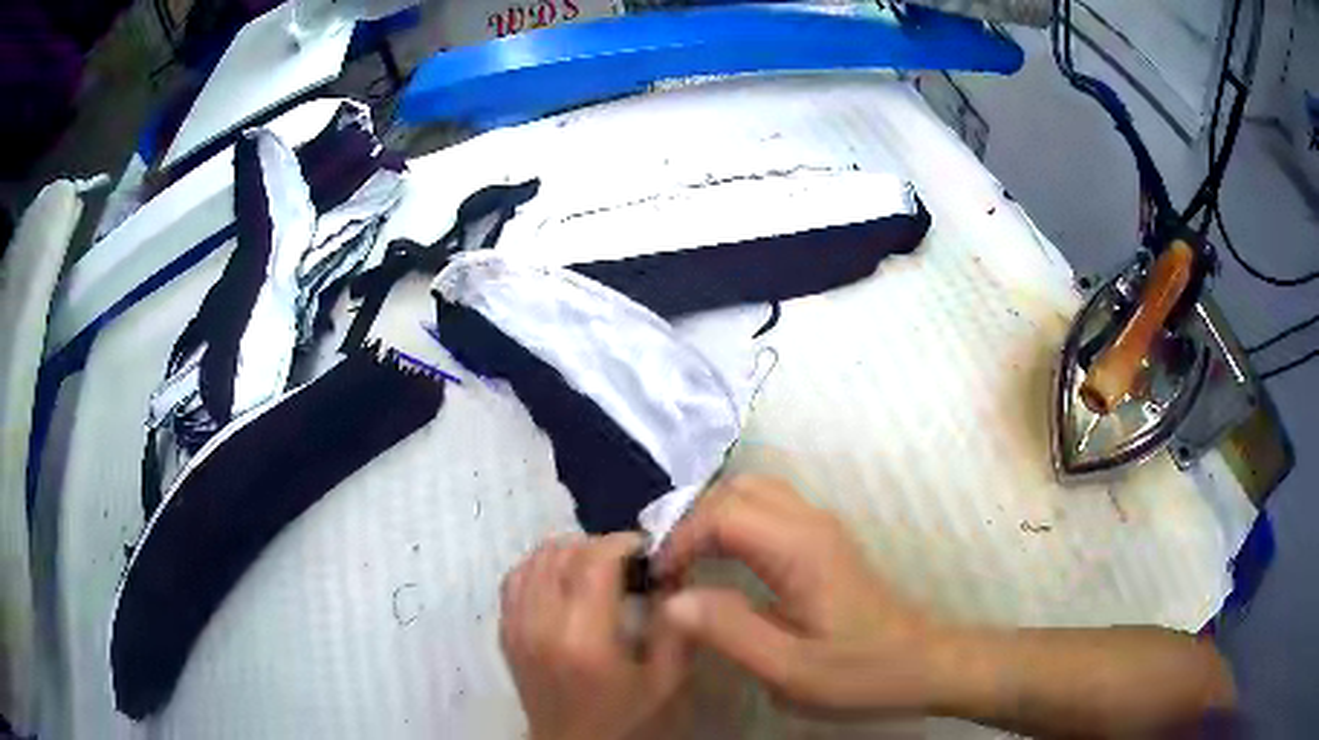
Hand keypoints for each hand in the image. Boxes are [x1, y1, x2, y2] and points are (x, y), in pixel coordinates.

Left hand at [500, 533, 689, 739]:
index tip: (647, 551)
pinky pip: (515, 576)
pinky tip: (564, 579)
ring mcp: (515, 625)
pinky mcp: (504, 629)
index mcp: (584, 639)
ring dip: (570, 552)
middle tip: (627, 564)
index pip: (593, 561)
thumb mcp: (667, 678)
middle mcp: (541, 624)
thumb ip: (675, 624)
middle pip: (562, 552)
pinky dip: (541, 565)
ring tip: (596, 570)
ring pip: (536, 558)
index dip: (623, 543)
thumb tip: (671, 573)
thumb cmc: (625, 715)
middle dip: (600, 546)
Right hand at [655, 475, 952, 716]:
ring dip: (711, 518)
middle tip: (667, 567)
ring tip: (685, 562)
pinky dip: (731, 523)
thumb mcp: (789, 669)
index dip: (679, 539)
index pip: (722, 513)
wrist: (920, 664)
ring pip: (752, 492)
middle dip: (691, 520)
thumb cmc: (858, 672)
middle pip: (736, 489)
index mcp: (800, 549)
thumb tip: (671, 600)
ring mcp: (819, 528)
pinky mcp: (822, 542)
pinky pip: (766, 509)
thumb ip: (729, 631)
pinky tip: (720, 561)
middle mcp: (810, 523)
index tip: (658, 580)